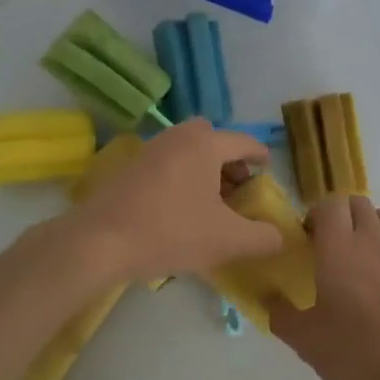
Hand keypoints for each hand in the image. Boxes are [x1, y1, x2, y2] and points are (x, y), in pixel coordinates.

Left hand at [64, 120, 282, 283]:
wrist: (99, 242)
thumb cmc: (171, 232)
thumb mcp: (228, 241)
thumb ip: (263, 238)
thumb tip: (280, 237)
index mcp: (205, 144)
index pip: (245, 143)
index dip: (262, 159)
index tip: (268, 174)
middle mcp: (177, 137)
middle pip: (213, 139)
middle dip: (230, 161)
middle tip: (238, 190)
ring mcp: (149, 150)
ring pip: (187, 151)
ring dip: (205, 170)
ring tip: (212, 204)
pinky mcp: (128, 169)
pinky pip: (167, 164)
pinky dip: (182, 178)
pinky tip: (181, 211)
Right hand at [268, 196, 379, 379]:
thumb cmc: (357, 354)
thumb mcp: (306, 341)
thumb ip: (280, 314)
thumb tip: (267, 297)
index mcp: (339, 250)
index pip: (329, 204)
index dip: (315, 214)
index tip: (307, 239)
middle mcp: (373, 242)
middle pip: (358, 203)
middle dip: (341, 215)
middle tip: (328, 246)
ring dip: (366, 228)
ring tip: (357, 260)